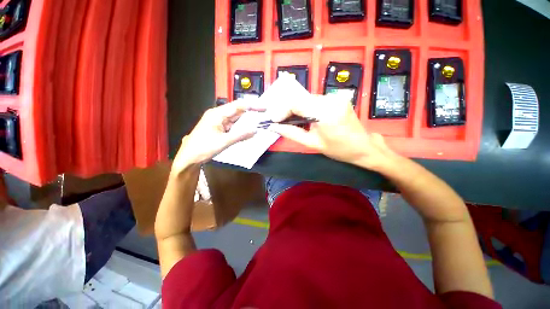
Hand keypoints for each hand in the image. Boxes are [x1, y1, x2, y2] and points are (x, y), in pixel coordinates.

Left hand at [172, 100, 257, 173]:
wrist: (189, 157)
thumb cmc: (203, 148)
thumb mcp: (224, 142)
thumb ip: (240, 135)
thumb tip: (255, 130)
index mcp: (217, 114)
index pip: (238, 106)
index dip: (252, 106)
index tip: (263, 109)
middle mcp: (218, 115)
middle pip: (237, 112)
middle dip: (250, 114)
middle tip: (264, 117)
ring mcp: (218, 122)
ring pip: (236, 120)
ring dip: (246, 122)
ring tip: (259, 124)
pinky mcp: (219, 129)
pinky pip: (233, 126)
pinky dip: (241, 129)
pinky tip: (248, 131)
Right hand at [267, 95, 395, 169]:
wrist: (363, 146)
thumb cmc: (338, 149)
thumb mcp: (312, 144)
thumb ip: (292, 133)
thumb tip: (274, 126)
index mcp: (325, 113)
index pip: (296, 103)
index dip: (282, 110)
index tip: (274, 120)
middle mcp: (331, 99)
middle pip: (301, 98)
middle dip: (287, 109)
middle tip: (279, 120)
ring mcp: (335, 97)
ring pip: (307, 98)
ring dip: (296, 108)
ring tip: (290, 119)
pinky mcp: (337, 98)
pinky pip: (315, 100)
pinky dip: (306, 107)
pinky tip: (304, 116)